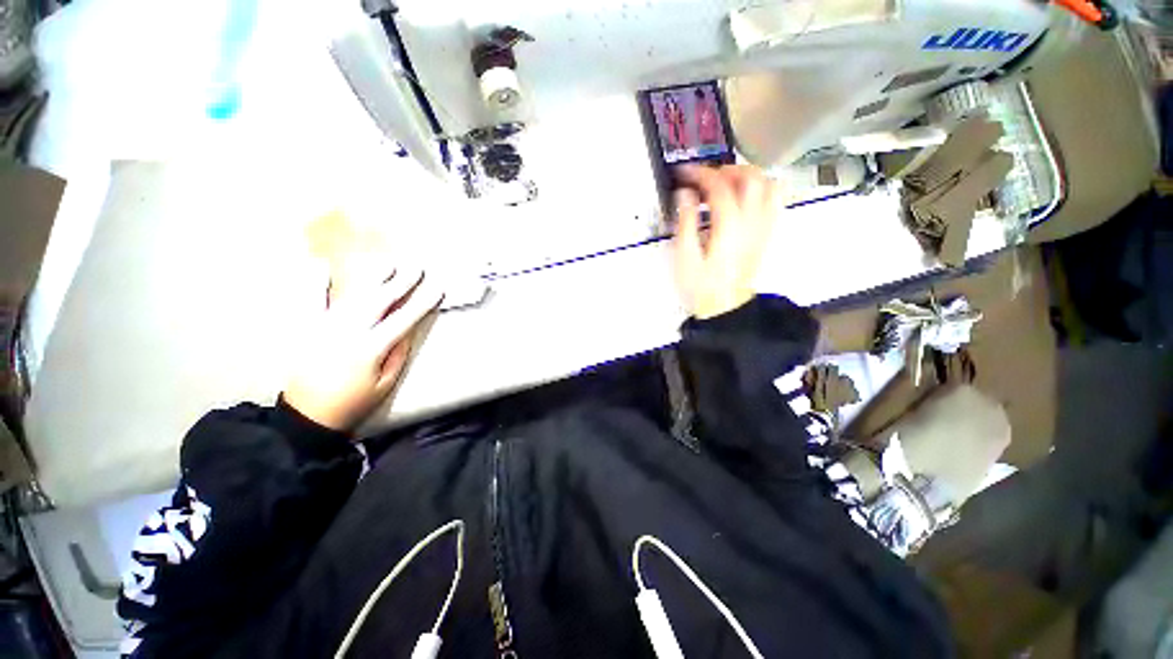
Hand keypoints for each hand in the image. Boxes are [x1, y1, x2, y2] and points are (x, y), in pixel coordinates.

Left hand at [283, 266, 442, 431]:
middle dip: (401, 283)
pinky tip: (321, 267)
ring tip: (388, 264)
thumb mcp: (386, 383)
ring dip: (372, 278)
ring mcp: (325, 327)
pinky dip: (315, 283)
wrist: (308, 415)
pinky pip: (310, 301)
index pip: (404, 319)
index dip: (422, 302)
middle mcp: (348, 331)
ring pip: (352, 295)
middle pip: (380, 301)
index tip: (437, 288)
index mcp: (371, 348)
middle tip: (417, 268)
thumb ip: (397, 353)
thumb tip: (407, 329)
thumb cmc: (354, 402)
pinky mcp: (307, 328)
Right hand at [671, 165, 778, 318]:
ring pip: (769, 185)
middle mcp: (752, 221)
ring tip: (726, 183)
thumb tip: (685, 193)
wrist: (725, 308)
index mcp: (729, 226)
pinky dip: (761, 189)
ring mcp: (764, 227)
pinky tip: (744, 198)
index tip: (684, 173)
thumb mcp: (685, 256)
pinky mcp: (767, 234)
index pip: (719, 185)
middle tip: (705, 178)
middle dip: (726, 169)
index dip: (700, 174)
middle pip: (752, 177)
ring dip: (748, 176)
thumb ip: (686, 221)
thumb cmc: (701, 285)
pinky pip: (774, 201)